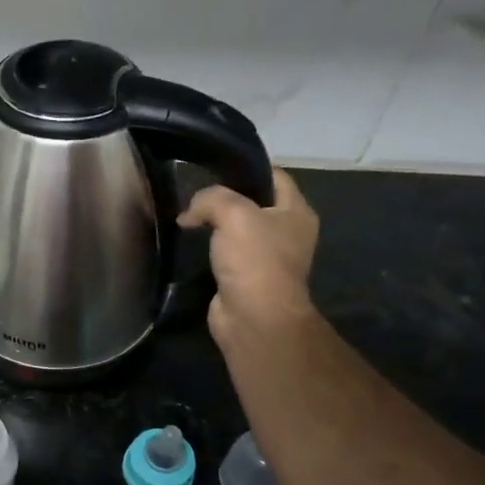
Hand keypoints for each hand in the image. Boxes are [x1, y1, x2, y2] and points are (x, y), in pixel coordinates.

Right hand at [178, 168, 319, 353]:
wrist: (253, 317)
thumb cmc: (254, 259)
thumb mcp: (233, 213)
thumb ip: (211, 198)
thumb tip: (191, 212)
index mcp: (297, 212)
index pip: (274, 176)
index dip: (246, 168)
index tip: (214, 167)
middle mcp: (286, 232)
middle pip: (253, 202)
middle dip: (225, 197)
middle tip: (194, 193)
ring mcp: (266, 257)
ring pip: (237, 229)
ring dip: (214, 224)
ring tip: (188, 216)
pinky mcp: (246, 277)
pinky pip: (226, 253)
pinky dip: (209, 248)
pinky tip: (190, 243)